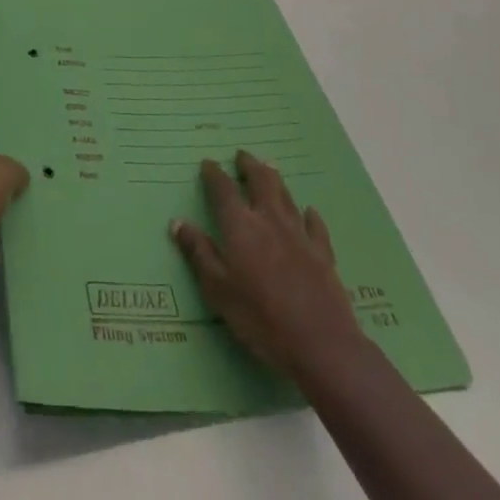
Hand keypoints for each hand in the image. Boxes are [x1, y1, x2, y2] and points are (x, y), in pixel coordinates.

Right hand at [172, 150, 362, 381]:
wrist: (320, 343)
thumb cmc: (260, 318)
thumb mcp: (218, 290)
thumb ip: (198, 253)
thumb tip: (177, 222)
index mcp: (240, 226)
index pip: (223, 190)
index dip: (214, 174)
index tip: (208, 163)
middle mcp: (269, 219)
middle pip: (260, 181)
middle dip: (249, 165)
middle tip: (241, 155)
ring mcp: (299, 233)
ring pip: (285, 195)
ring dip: (274, 178)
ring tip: (269, 167)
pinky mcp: (322, 252)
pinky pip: (314, 224)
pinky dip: (309, 214)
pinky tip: (309, 211)